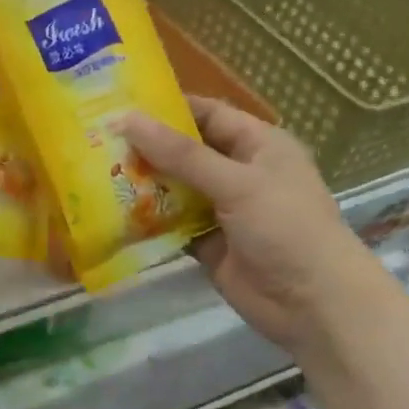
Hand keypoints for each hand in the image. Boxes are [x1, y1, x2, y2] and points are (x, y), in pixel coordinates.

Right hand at [121, 97, 379, 353]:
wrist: (313, 303)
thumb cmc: (285, 227)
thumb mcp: (236, 182)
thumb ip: (181, 155)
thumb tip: (127, 119)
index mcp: (257, 145)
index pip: (207, 114)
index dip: (167, 109)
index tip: (120, 106)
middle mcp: (239, 173)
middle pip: (185, 153)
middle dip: (146, 149)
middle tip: (96, 142)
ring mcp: (222, 210)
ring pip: (175, 190)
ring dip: (143, 185)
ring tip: (94, 175)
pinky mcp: (208, 244)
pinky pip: (172, 226)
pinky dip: (149, 222)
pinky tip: (113, 215)